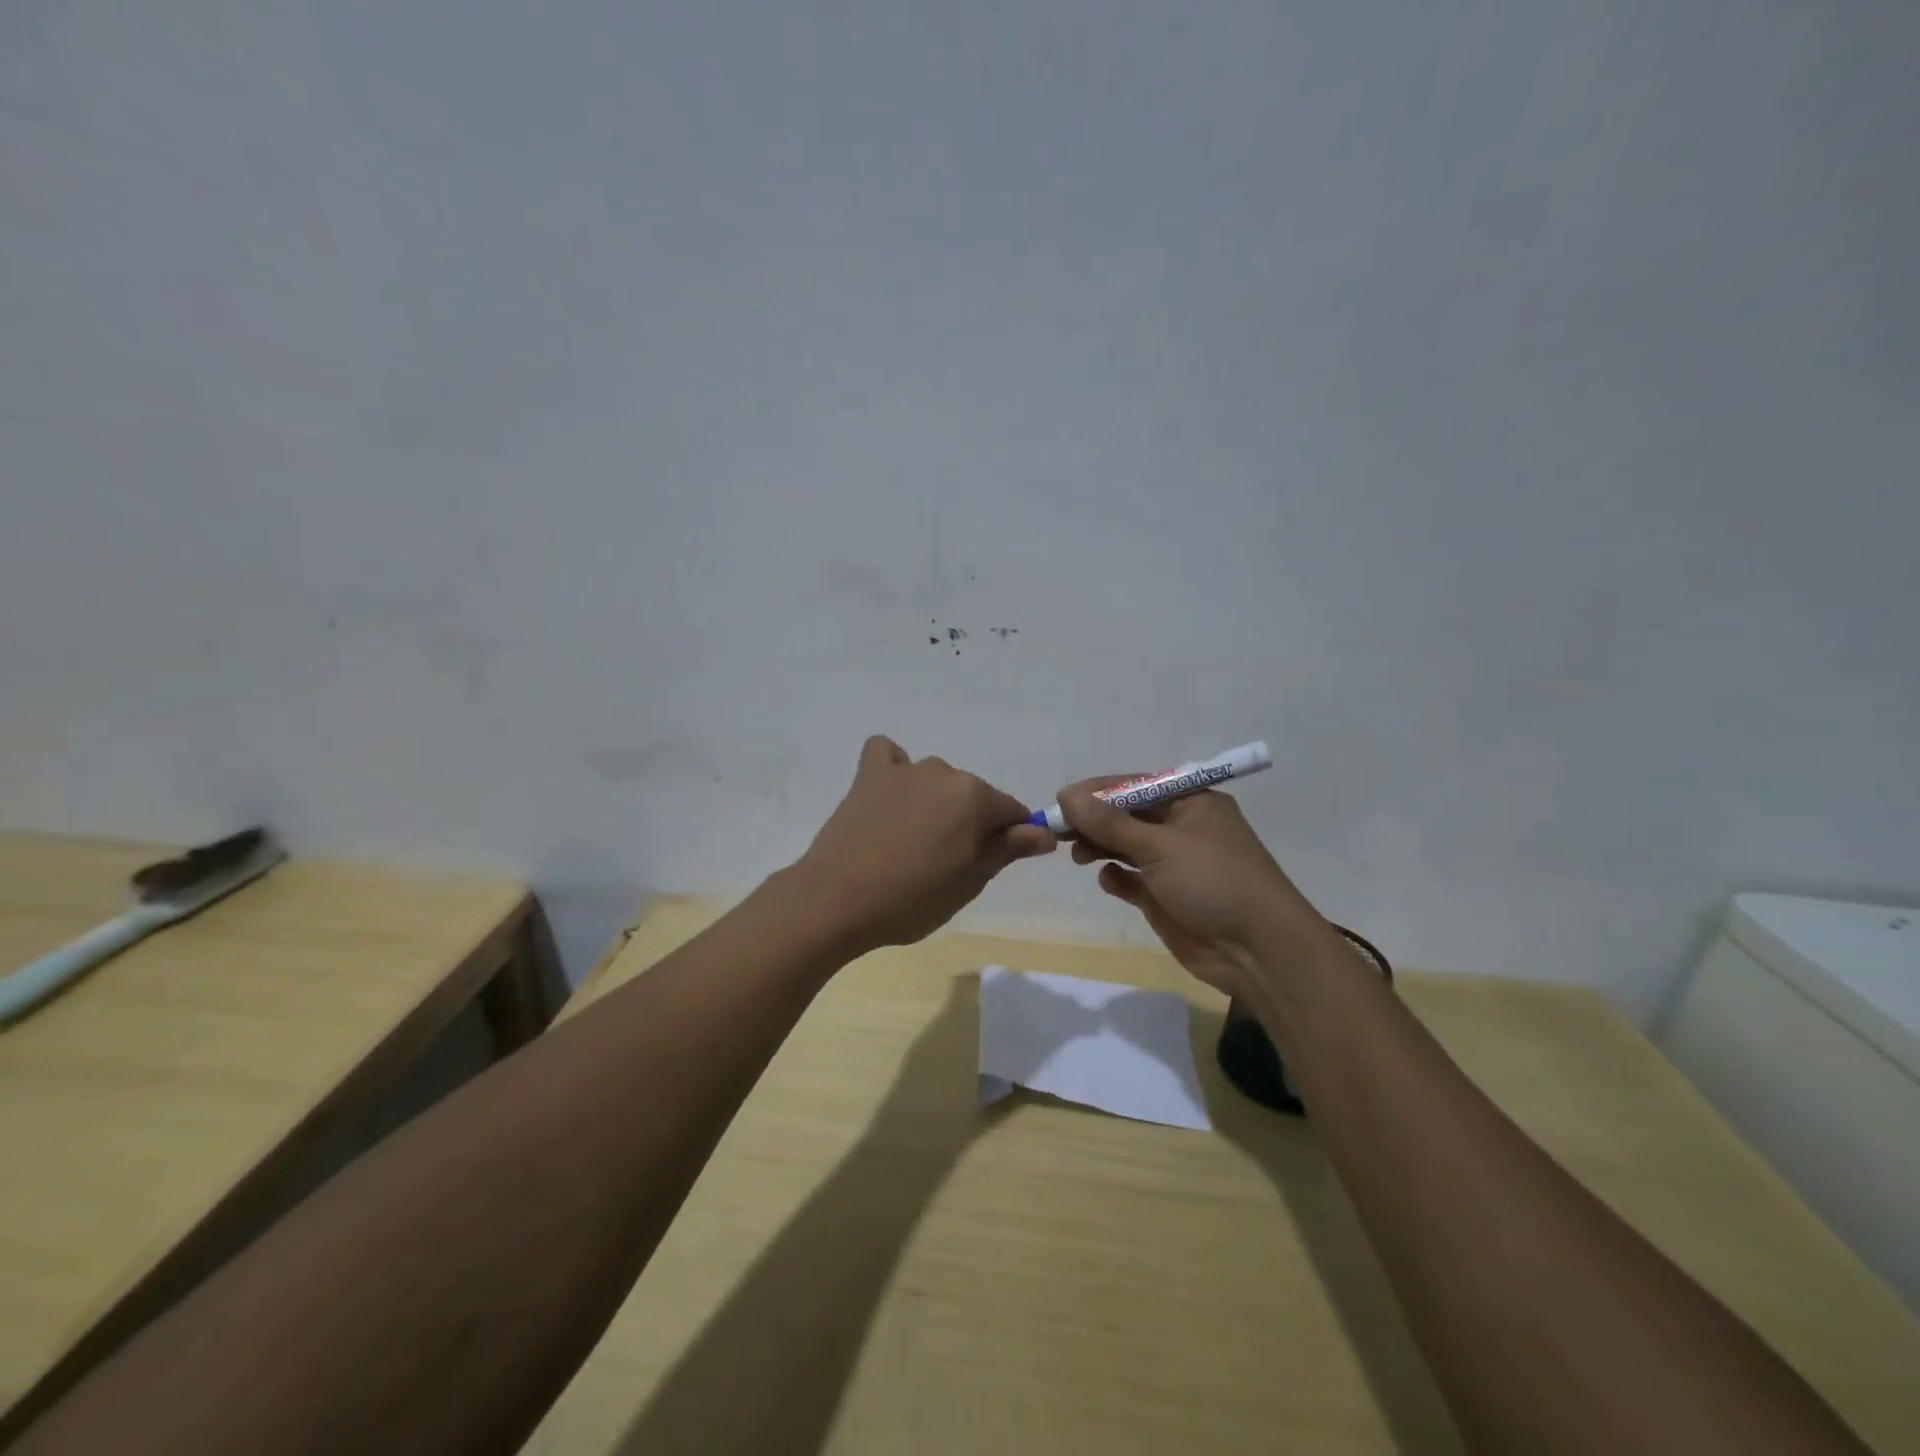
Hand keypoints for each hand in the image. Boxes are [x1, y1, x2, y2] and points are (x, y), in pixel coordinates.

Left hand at [794, 736, 1055, 955]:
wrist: (838, 900)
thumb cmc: (913, 899)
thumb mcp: (970, 881)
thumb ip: (1009, 849)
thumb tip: (1045, 832)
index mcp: (975, 797)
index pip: (1011, 811)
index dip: (1010, 838)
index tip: (990, 863)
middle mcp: (944, 772)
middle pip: (973, 795)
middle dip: (970, 822)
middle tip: (945, 864)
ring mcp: (903, 770)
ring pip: (936, 780)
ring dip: (935, 802)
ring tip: (912, 840)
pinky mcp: (868, 775)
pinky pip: (887, 755)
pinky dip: (894, 769)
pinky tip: (889, 795)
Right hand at [1058, 780, 1334, 997]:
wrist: (1258, 951)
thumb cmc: (1214, 882)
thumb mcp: (1160, 846)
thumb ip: (1111, 823)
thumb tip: (1068, 795)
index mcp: (1191, 802)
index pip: (1135, 786)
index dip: (1097, 791)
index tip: (1061, 800)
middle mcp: (1181, 828)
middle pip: (1126, 815)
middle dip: (1093, 820)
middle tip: (1057, 829)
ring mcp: (1174, 864)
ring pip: (1125, 846)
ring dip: (1100, 846)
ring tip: (1076, 855)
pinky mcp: (1166, 897)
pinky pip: (1131, 879)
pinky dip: (1117, 877)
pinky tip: (1109, 881)